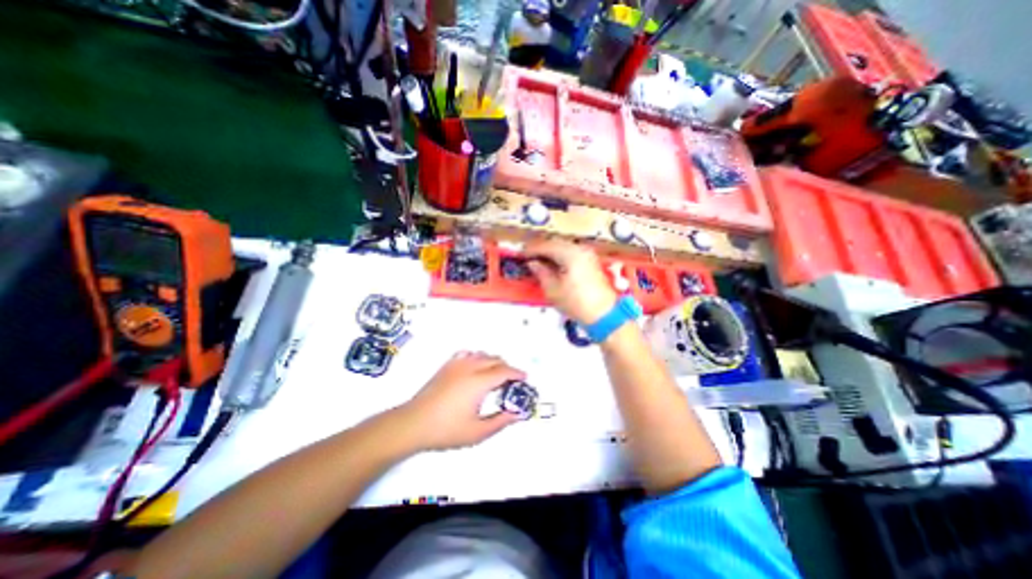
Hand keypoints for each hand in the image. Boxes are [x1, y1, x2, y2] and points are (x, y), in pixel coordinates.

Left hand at [397, 352, 524, 452]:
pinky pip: (467, 354)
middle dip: (507, 367)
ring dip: (493, 361)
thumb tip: (517, 414)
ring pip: (481, 354)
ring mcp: (456, 364)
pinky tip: (475, 367)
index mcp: (479, 382)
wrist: (413, 423)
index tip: (525, 378)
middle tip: (511, 381)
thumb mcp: (477, 432)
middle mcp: (470, 367)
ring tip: (495, 374)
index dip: (517, 373)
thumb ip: (500, 421)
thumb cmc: (447, 430)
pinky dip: (476, 357)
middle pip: (494, 360)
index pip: (504, 371)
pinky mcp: (446, 366)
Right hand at [528, 238, 614, 323]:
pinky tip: (552, 264)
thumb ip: (541, 272)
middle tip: (527, 256)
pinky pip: (571, 252)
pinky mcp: (591, 262)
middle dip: (540, 248)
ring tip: (538, 261)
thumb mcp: (553, 289)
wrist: (603, 315)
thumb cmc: (576, 303)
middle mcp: (580, 249)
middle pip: (555, 243)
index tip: (521, 254)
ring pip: (564, 247)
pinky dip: (560, 256)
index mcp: (570, 254)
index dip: (531, 249)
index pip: (546, 245)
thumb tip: (533, 263)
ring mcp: (587, 254)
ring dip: (550, 251)